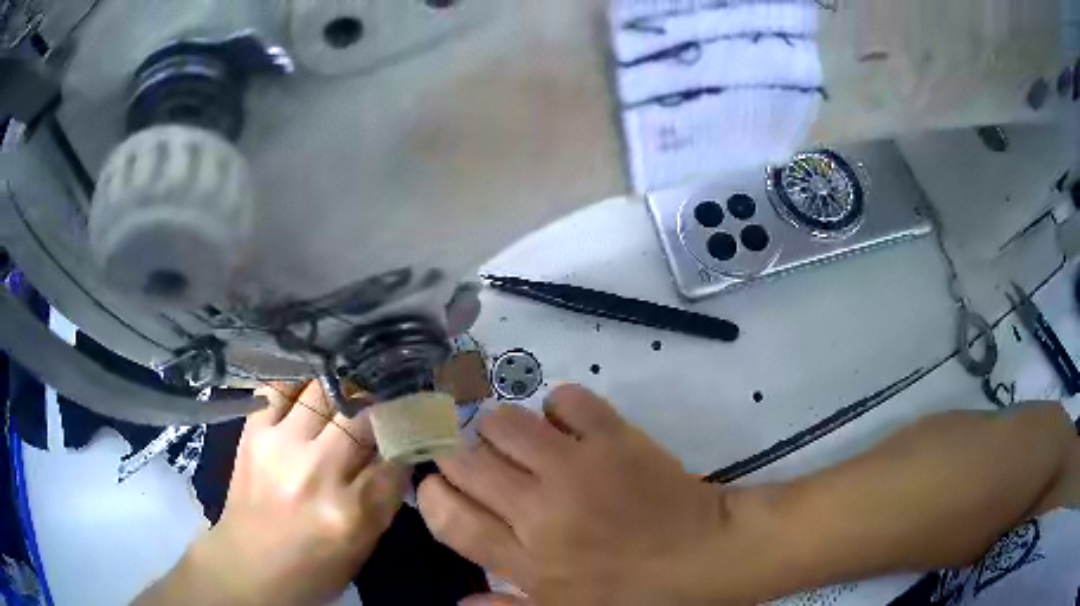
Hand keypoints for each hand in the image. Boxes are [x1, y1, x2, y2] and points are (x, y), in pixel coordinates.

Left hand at [138, 381, 407, 605]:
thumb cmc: (313, 568)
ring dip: (345, 388)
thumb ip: (383, 497)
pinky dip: (298, 383)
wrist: (248, 567)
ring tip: (352, 385)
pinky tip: (308, 385)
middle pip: (363, 417)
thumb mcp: (363, 546)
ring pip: (324, 391)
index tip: (417, 421)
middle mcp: (317, 473)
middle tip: (388, 399)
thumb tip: (398, 450)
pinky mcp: (253, 434)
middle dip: (382, 406)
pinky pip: (278, 389)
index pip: (396, 456)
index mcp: (352, 512)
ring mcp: (280, 447)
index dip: (410, 434)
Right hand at [417, 385, 724, 605]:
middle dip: (457, 457)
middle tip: (478, 466)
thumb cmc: (636, 595)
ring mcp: (577, 468)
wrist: (706, 556)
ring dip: (501, 432)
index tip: (437, 487)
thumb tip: (458, 600)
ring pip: (503, 423)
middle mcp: (539, 510)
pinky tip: (568, 429)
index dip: (431, 494)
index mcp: (527, 560)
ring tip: (521, 447)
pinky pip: (564, 400)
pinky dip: (558, 409)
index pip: (449, 516)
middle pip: (465, 462)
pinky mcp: (613, 437)